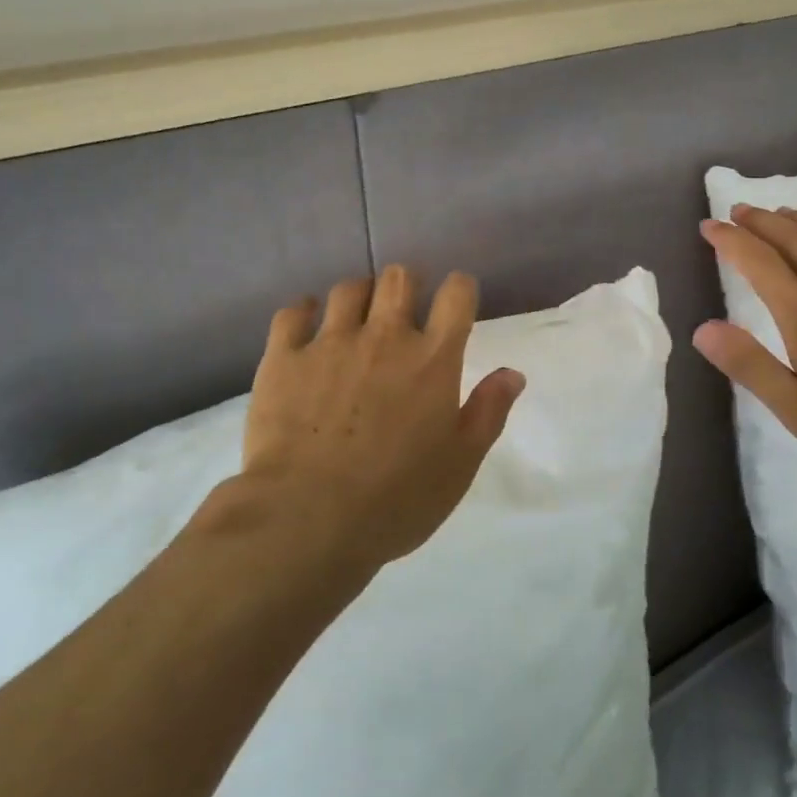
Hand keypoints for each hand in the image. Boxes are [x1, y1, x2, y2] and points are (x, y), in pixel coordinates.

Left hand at [238, 265, 524, 569]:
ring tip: (356, 320)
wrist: (307, 518)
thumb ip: (488, 411)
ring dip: (359, 297)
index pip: (456, 294)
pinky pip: (292, 313)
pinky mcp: (283, 358)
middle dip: (407, 284)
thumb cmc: (396, 498)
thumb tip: (513, 373)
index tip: (456, 302)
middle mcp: (384, 336)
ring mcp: (330, 343)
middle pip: (399, 277)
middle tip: (403, 309)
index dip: (459, 289)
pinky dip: (303, 312)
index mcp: (432, 358)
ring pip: (348, 289)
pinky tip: (307, 324)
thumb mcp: (460, 464)